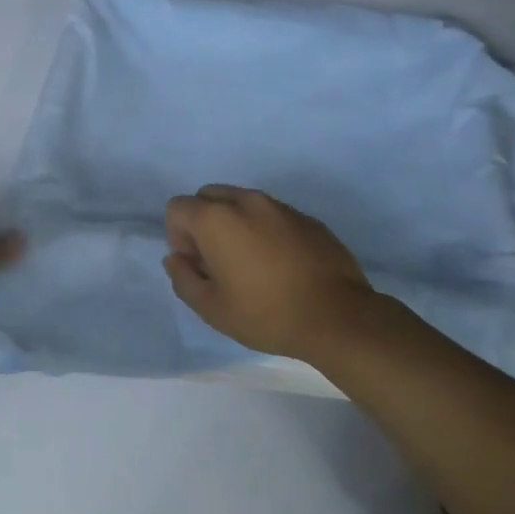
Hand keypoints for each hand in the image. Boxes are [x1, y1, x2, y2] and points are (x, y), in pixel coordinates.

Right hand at [164, 186, 379, 360]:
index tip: (196, 265)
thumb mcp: (211, 308)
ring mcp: (280, 207)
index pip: (177, 207)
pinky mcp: (307, 218)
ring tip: (250, 264)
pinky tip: (279, 265)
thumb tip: (177, 259)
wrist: (337, 317)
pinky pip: (271, 214)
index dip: (178, 236)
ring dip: (235, 224)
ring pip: (241, 202)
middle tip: (217, 261)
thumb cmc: (266, 314)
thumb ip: (183, 278)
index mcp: (216, 218)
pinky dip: (264, 230)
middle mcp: (246, 201)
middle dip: (203, 223)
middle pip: (208, 196)